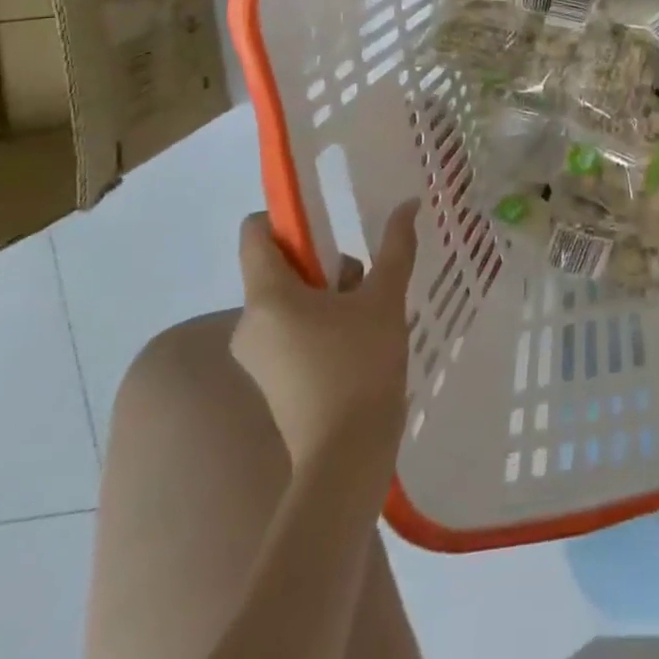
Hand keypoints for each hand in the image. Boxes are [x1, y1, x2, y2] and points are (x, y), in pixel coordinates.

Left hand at [230, 201, 420, 467]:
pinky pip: (291, 327)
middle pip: (280, 265)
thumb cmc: (360, 365)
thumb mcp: (385, 297)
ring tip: (371, 307)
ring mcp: (257, 353)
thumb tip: (408, 204)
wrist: (346, 454)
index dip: (287, 216)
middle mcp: (249, 322)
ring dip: (328, 291)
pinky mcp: (271, 377)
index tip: (328, 220)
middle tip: (365, 272)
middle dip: (323, 260)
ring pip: (290, 298)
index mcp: (267, 296)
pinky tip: (360, 334)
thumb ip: (395, 246)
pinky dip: (321, 319)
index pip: (255, 232)